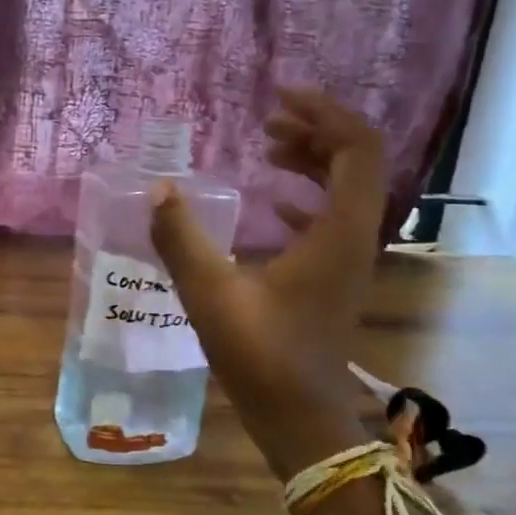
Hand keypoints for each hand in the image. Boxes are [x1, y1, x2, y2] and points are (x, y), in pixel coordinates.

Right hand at [150, 87, 386, 476]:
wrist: (299, 417)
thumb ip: (180, 238)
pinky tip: (271, 200)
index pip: (357, 149)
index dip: (324, 113)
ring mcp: (350, 259)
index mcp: (340, 232)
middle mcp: (357, 238)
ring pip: (348, 188)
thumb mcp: (210, 293)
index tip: (279, 96)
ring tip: (267, 145)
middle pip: (358, 161)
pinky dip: (307, 195)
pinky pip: (334, 217)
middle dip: (316, 130)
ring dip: (313, 159)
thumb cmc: (260, 355)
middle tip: (268, 118)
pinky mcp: (336, 276)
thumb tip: (158, 190)